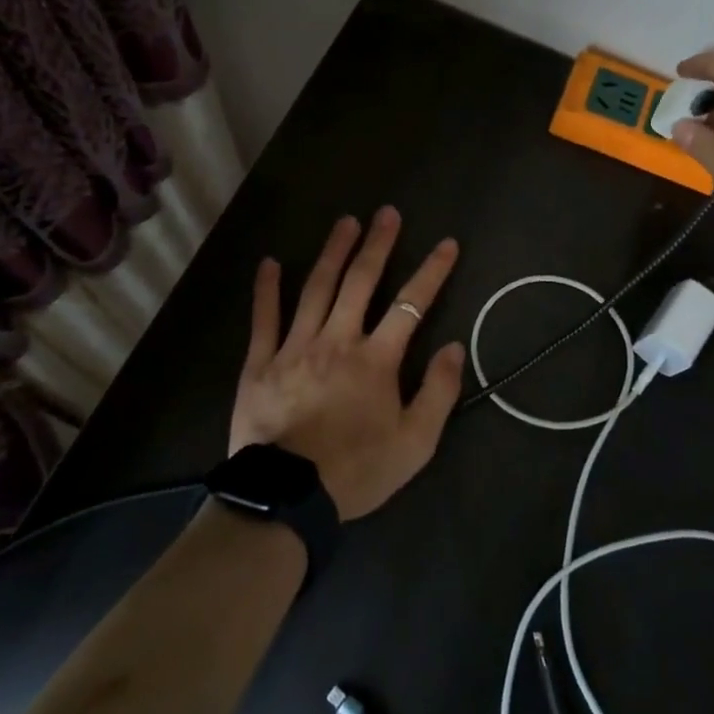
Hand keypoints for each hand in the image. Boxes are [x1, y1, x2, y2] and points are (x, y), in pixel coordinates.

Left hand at [229, 208, 464, 520]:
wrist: (286, 500)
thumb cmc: (355, 471)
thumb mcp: (415, 444)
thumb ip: (438, 392)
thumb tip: (453, 346)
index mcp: (376, 359)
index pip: (411, 304)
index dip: (432, 271)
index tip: (446, 243)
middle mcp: (337, 340)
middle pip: (361, 282)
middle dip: (377, 245)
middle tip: (387, 213)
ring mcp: (295, 347)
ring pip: (317, 289)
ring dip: (333, 252)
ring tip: (345, 222)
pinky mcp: (260, 363)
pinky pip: (264, 319)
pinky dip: (267, 290)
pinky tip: (270, 263)